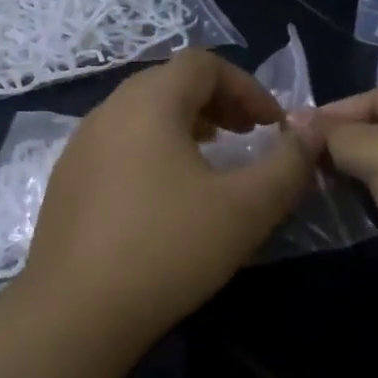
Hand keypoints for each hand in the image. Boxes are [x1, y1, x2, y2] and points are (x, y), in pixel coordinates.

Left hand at [17, 49, 323, 331]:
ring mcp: (79, 145)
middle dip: (216, 102)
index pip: (203, 63)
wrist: (75, 313)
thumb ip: (288, 165)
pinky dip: (151, 150)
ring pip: (140, 113)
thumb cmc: (167, 250)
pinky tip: (163, 197)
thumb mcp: (245, 209)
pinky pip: (117, 144)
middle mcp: (107, 111)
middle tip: (244, 137)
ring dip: (183, 125)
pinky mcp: (66, 180)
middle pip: (169, 82)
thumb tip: (312, 131)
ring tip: (209, 162)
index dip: (246, 86)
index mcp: (148, 103)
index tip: (271, 126)